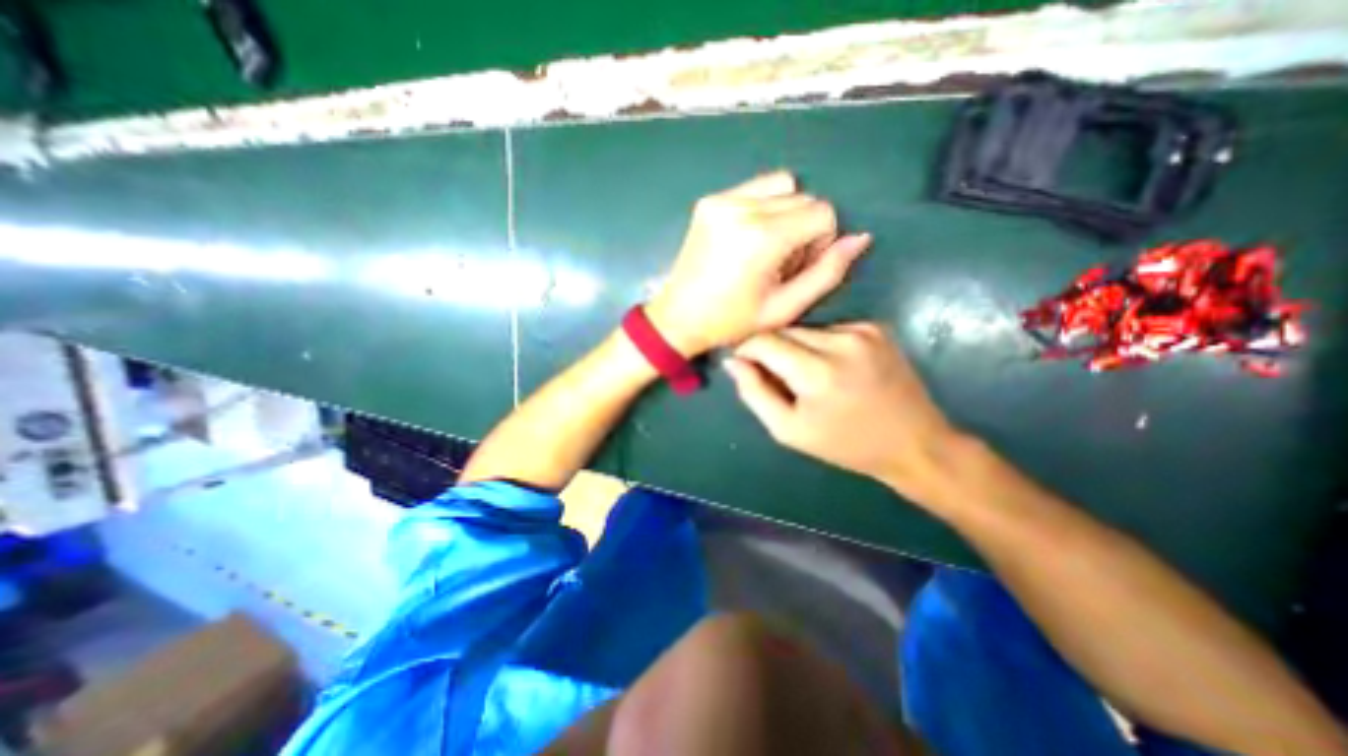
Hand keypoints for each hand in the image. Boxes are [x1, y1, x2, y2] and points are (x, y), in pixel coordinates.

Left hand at [644, 172, 875, 353]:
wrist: (679, 318)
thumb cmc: (732, 321)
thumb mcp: (785, 308)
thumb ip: (827, 272)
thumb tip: (860, 238)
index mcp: (762, 236)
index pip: (822, 212)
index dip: (821, 241)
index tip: (798, 267)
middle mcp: (742, 207)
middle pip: (803, 198)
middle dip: (803, 228)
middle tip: (780, 264)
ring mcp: (722, 200)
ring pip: (782, 187)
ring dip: (786, 214)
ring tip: (766, 249)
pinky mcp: (709, 201)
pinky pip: (755, 189)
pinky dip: (764, 207)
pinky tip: (749, 238)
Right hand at [721, 321, 963, 504]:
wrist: (914, 442)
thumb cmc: (845, 445)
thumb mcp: (788, 430)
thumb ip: (754, 393)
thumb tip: (733, 361)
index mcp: (817, 372)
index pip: (763, 341)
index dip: (746, 350)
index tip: (742, 365)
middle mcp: (841, 341)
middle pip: (784, 332)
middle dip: (771, 351)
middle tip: (776, 379)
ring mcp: (862, 330)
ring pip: (805, 330)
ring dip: (795, 349)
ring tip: (808, 378)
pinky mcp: (876, 328)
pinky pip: (829, 330)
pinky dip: (820, 346)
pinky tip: (833, 370)